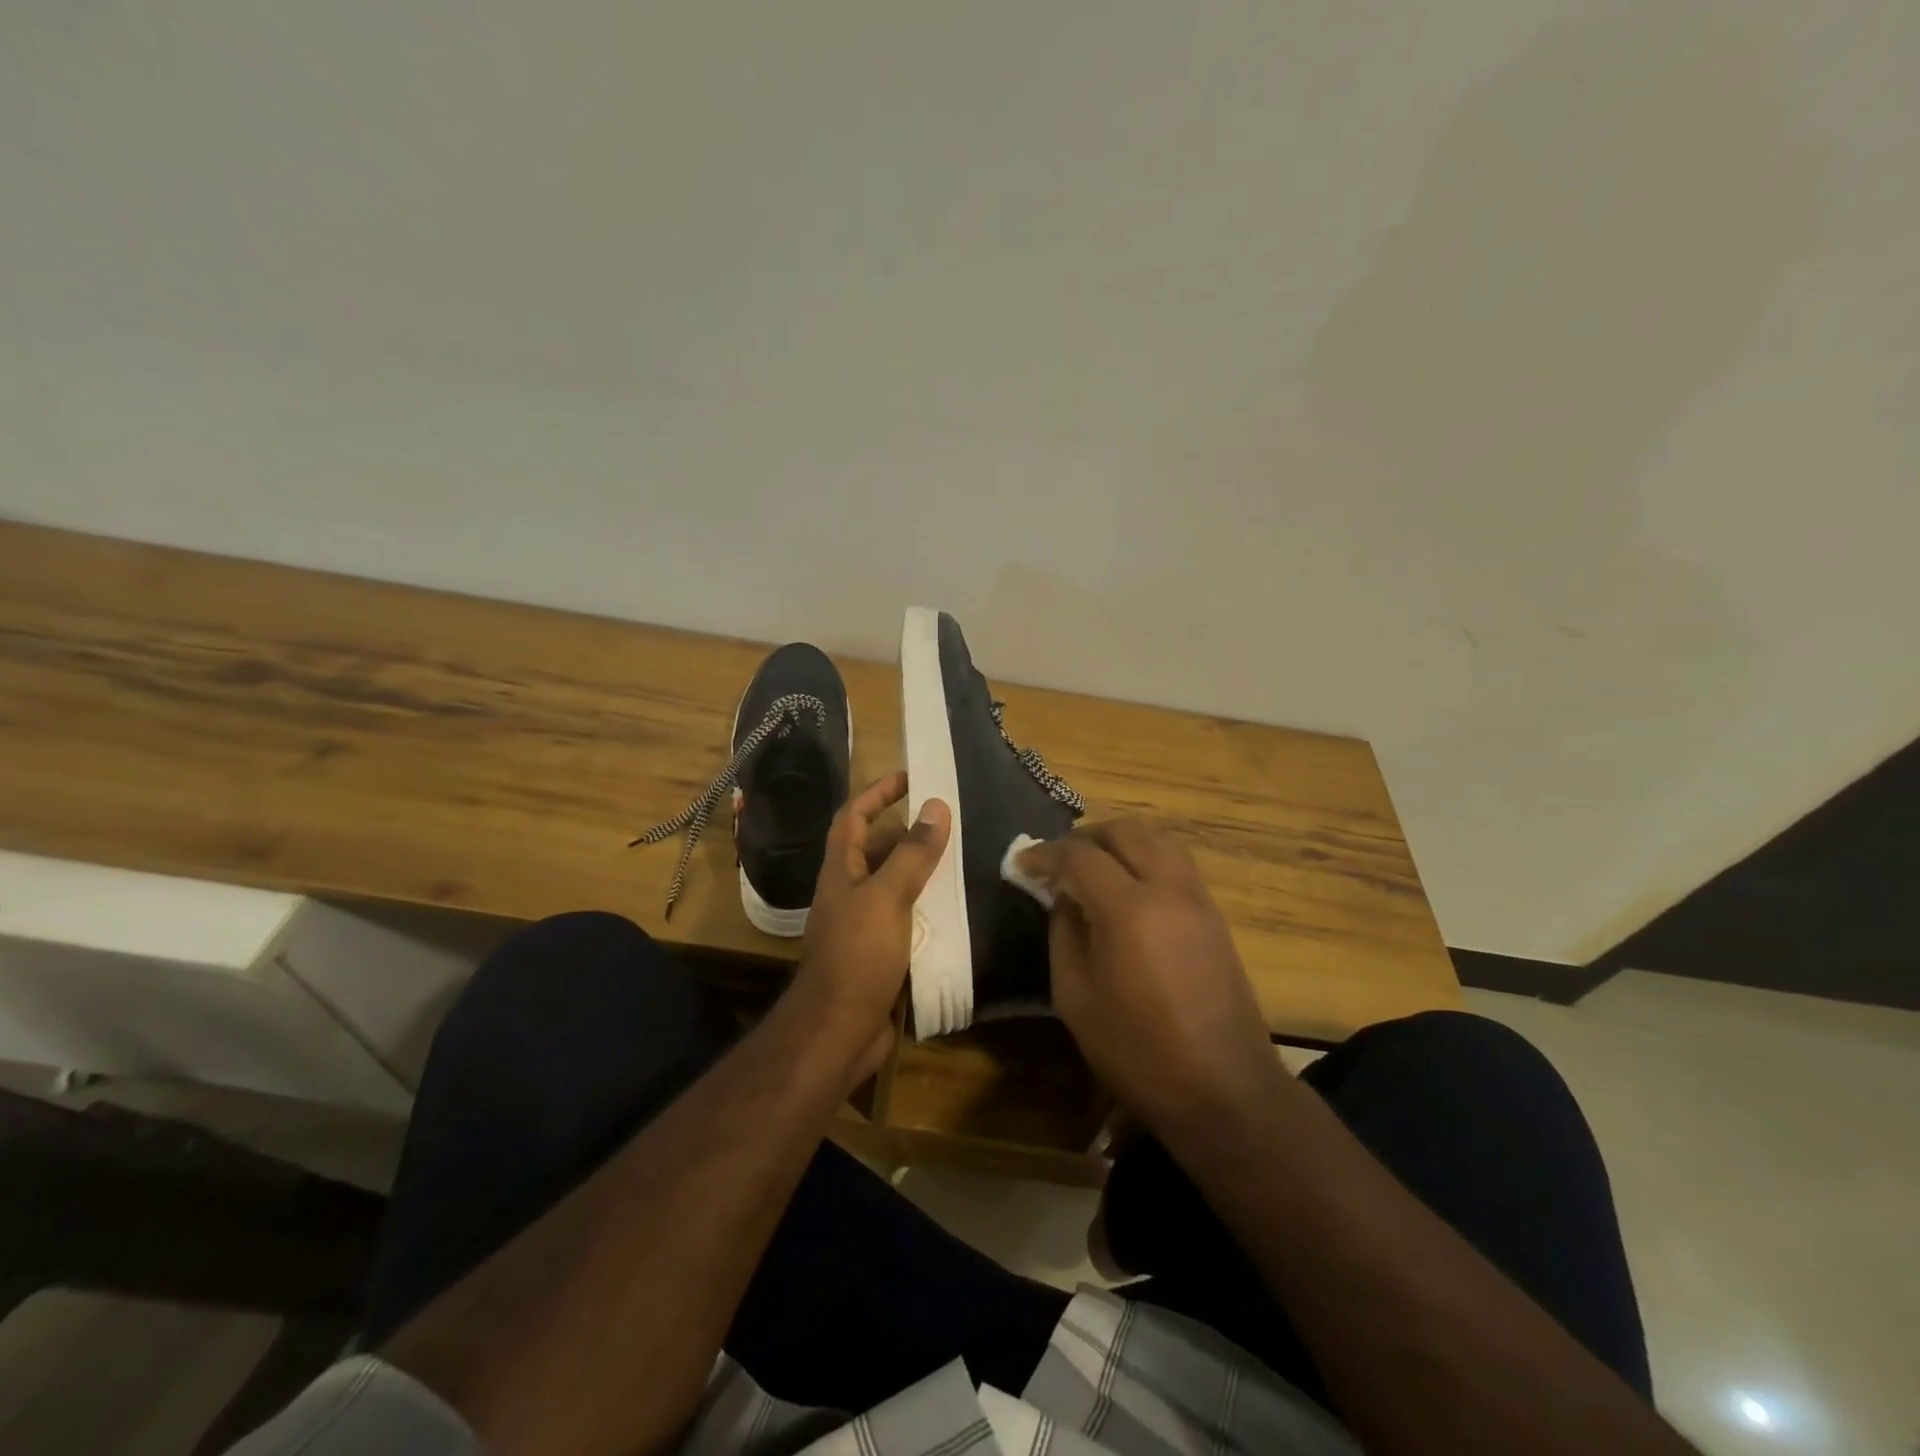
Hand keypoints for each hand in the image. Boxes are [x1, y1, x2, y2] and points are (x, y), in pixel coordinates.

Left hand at [792, 771, 950, 1084]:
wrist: (837, 1032)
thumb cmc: (857, 956)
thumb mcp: (887, 897)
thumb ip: (911, 853)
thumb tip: (936, 805)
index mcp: (841, 871)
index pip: (852, 816)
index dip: (877, 792)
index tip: (910, 777)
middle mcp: (848, 892)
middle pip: (874, 849)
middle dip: (906, 833)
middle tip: (947, 825)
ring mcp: (862, 925)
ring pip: (892, 884)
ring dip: (919, 870)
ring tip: (959, 860)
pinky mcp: (878, 954)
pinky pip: (904, 918)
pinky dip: (925, 907)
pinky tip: (953, 909)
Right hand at [1024, 820, 1284, 1137]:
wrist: (1225, 1091)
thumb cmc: (1138, 1051)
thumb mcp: (1076, 997)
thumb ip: (1063, 934)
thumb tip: (1063, 898)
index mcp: (1129, 909)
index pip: (1080, 856)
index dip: (1045, 854)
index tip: (1021, 863)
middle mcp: (1169, 889)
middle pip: (1126, 831)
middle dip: (1086, 837)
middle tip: (1059, 861)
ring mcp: (1199, 900)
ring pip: (1158, 840)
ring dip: (1121, 843)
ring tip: (1093, 868)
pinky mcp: (1215, 917)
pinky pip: (1176, 864)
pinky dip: (1146, 859)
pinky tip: (1127, 891)